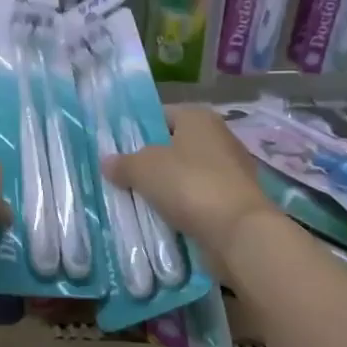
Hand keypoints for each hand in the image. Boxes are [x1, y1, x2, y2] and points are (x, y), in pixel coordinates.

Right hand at [102, 106, 274, 260]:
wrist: (238, 232)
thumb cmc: (189, 185)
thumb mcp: (144, 169)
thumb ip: (123, 163)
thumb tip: (107, 162)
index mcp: (199, 118)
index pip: (161, 114)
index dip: (137, 129)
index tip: (116, 149)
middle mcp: (219, 137)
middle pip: (173, 146)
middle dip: (149, 161)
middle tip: (121, 176)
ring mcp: (230, 171)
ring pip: (185, 175)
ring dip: (165, 187)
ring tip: (136, 201)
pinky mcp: (234, 200)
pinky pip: (198, 199)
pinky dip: (182, 207)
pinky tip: (161, 218)